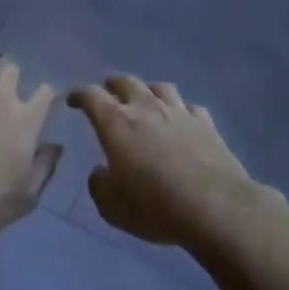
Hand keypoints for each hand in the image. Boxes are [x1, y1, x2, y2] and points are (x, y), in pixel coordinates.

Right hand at [68, 77, 258, 250]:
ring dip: (148, 91)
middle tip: (108, 92)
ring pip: (160, 87)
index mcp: (116, 123)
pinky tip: (181, 120)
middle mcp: (146, 109)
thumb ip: (99, 185)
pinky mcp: (207, 124)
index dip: (79, 95)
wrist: (215, 207)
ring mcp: (180, 113)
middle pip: (126, 82)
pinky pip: (189, 107)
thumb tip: (100, 172)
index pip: (91, 96)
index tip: (73, 100)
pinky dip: (180, 110)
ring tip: (145, 100)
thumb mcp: (112, 207)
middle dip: (112, 85)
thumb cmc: (155, 206)